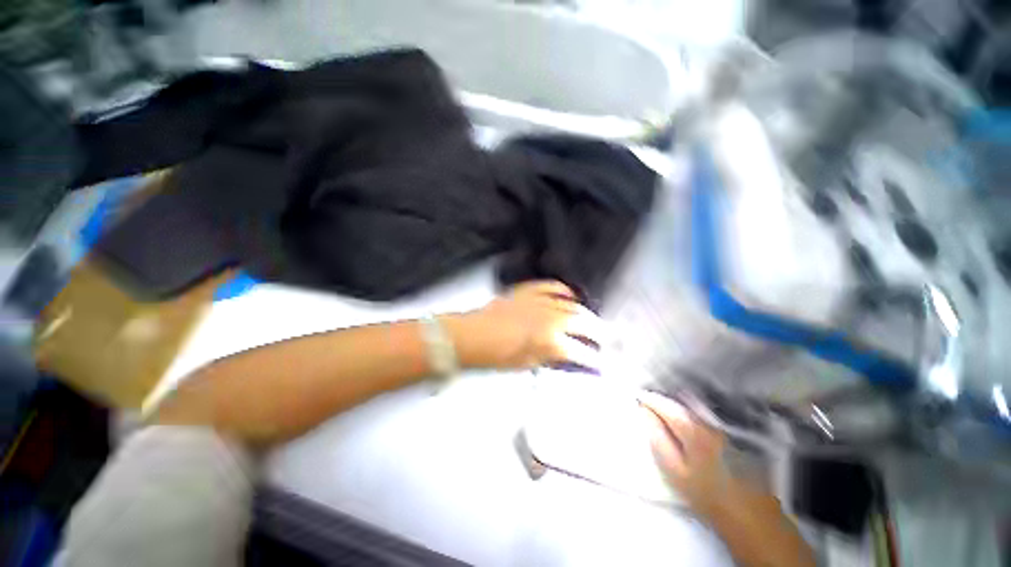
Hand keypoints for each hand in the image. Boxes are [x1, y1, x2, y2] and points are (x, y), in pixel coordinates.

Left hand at [443, 280, 602, 370]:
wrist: (472, 336)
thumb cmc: (496, 356)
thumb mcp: (526, 363)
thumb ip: (550, 357)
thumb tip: (567, 355)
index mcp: (548, 341)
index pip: (579, 350)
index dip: (593, 358)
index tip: (601, 363)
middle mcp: (548, 318)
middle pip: (581, 322)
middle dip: (598, 330)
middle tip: (606, 337)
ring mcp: (538, 301)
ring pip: (570, 304)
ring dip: (584, 312)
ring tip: (592, 319)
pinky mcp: (528, 291)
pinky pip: (550, 286)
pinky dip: (563, 290)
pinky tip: (571, 295)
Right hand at [640, 393, 734, 514]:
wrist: (751, 516)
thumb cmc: (707, 496)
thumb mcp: (675, 471)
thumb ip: (658, 438)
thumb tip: (645, 413)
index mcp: (693, 429)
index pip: (665, 405)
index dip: (649, 399)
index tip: (636, 397)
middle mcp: (710, 421)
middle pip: (679, 402)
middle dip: (661, 399)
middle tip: (645, 400)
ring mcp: (723, 426)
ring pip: (692, 406)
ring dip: (675, 404)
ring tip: (660, 408)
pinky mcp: (731, 432)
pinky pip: (702, 413)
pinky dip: (688, 411)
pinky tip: (682, 418)